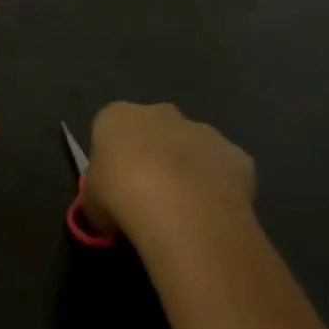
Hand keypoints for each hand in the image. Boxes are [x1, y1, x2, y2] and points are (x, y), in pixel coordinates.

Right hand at [80, 102, 254, 241]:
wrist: (182, 209)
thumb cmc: (121, 196)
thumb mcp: (91, 203)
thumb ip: (98, 198)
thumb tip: (107, 214)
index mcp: (117, 117)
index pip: (109, 129)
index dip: (112, 158)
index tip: (113, 185)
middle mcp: (160, 113)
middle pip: (154, 131)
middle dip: (152, 156)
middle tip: (148, 195)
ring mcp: (203, 131)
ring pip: (192, 148)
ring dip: (187, 170)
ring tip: (183, 210)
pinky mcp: (237, 155)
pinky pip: (223, 170)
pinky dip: (218, 187)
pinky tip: (211, 215)